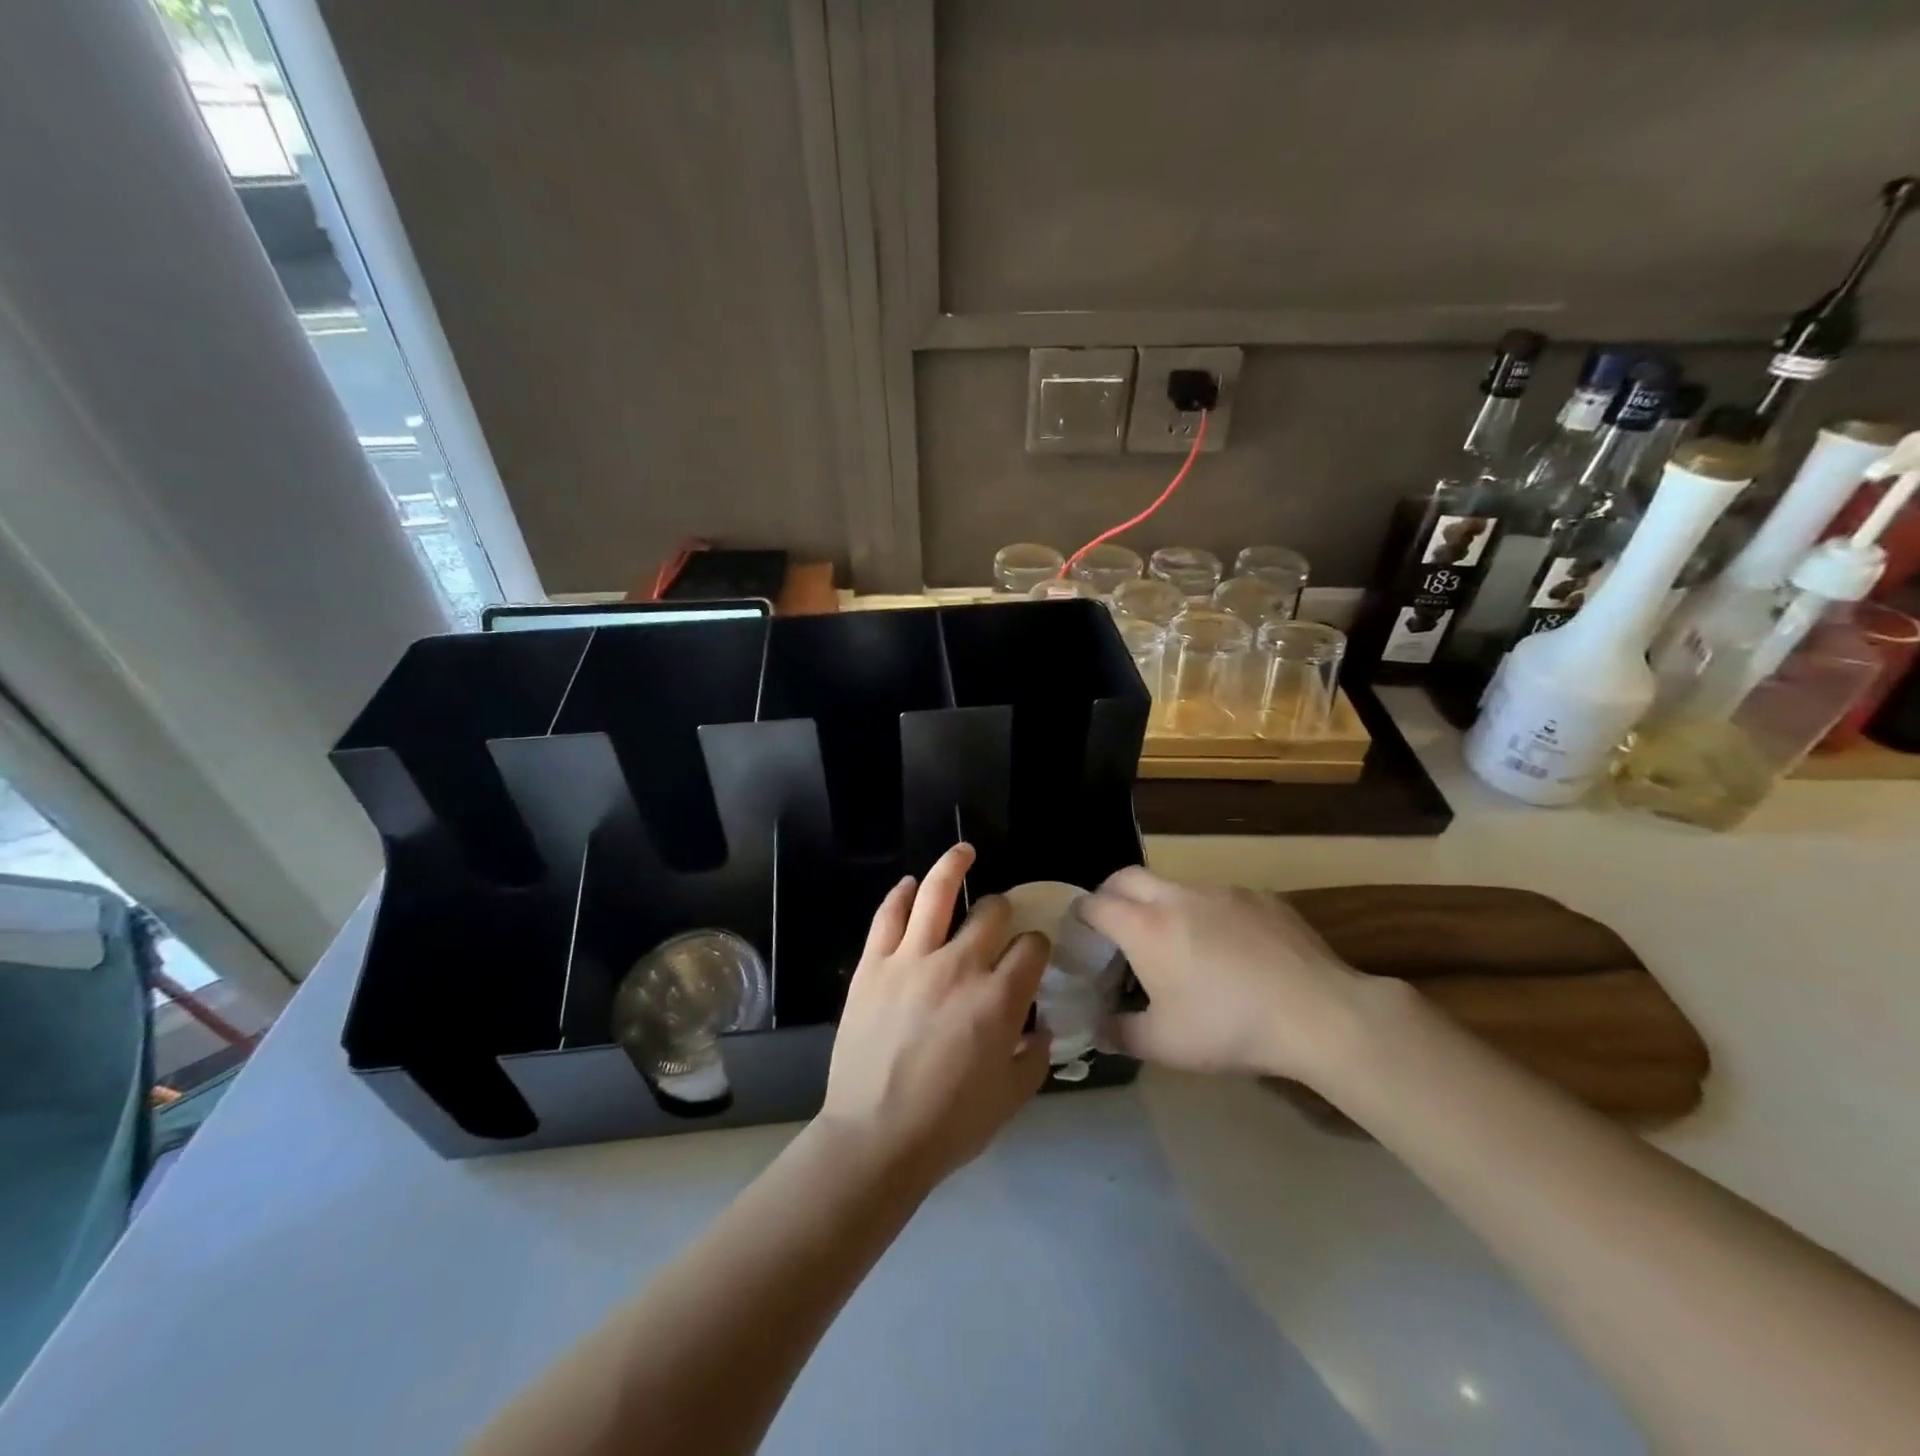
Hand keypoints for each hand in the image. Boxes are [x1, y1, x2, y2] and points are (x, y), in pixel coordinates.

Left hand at [818, 843, 1051, 1188]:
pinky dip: (901, 894)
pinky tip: (909, 884)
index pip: (1031, 947)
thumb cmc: (950, 1124)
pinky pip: (888, 916)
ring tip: (963, 851)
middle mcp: (960, 966)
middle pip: (992, 913)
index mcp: (999, 998)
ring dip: (953, 866)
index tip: (1033, 954)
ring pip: (936, 894)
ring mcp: (912, 959)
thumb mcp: (1011, 1098)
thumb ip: (1035, 1057)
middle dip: (1003, 910)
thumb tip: (1041, 1028)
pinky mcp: (873, 964)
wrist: (875, 1137)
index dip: (1037, 945)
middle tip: (999, 917)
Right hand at [1077, 867, 1373, 1083]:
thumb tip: (1098, 1031)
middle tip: (1116, 925)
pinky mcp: (1258, 896)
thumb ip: (1122, 1034)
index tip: (1081, 932)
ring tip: (1175, 940)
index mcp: (1145, 927)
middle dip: (1112, 894)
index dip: (1080, 915)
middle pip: (1127, 877)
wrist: (1316, 1012)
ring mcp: (1220, 891)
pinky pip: (1217, 895)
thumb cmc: (1228, 1027)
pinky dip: (1206, 912)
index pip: (1095, 903)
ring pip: (1174, 883)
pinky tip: (1228, 947)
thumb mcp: (1165, 1045)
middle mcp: (1176, 896)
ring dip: (1161, 902)